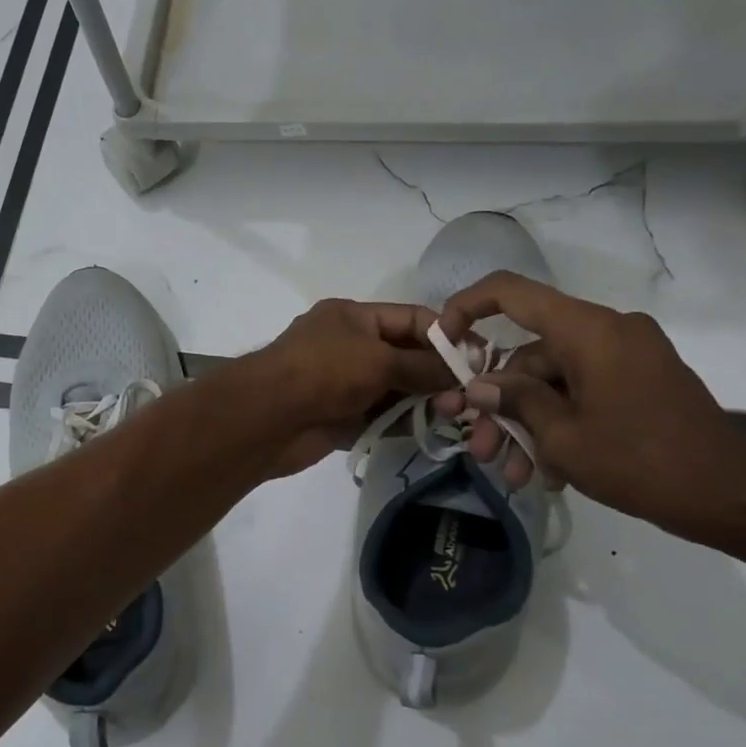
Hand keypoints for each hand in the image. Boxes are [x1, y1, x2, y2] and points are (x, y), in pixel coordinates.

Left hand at [248, 299, 457, 477]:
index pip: (410, 319)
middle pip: (404, 355)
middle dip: (436, 372)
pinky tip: (430, 429)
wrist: (267, 418)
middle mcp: (349, 346)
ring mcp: (344, 383)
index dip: (445, 335)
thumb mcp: (378, 359)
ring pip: (395, 388)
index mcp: (353, 317)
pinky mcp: (342, 416)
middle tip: (473, 393)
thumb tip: (461, 369)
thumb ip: (422, 364)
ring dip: (423, 400)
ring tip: (457, 414)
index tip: (478, 357)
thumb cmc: (323, 372)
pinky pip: (380, 416)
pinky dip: (403, 421)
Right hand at [436, 272, 745, 539]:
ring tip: (511, 473)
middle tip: (479, 447)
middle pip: (530, 353)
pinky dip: (559, 423)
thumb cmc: (640, 461)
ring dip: (527, 423)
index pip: (511, 292)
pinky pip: (583, 391)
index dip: (467, 308)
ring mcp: (627, 356)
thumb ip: (516, 401)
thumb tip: (481, 386)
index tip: (445, 343)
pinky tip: (546, 470)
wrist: (731, 495)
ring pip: (554, 380)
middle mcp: (607, 331)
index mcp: (587, 330)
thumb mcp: (563, 437)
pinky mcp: (640, 382)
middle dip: (499, 403)